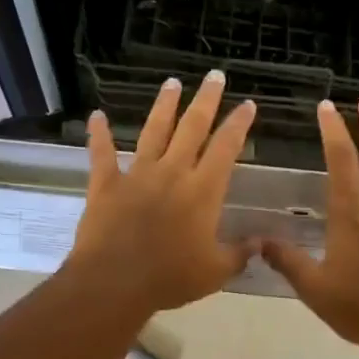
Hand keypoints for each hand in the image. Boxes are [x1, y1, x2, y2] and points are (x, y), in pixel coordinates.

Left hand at [67, 72, 256, 313]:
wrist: (115, 282)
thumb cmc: (170, 278)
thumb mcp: (215, 272)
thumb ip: (239, 254)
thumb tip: (261, 243)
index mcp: (202, 191)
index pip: (226, 148)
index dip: (238, 124)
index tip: (247, 104)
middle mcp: (172, 172)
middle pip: (192, 127)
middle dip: (206, 100)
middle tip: (214, 76)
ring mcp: (137, 174)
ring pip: (153, 131)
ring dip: (164, 106)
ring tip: (172, 83)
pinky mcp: (106, 184)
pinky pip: (101, 153)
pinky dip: (98, 134)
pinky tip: (96, 116)